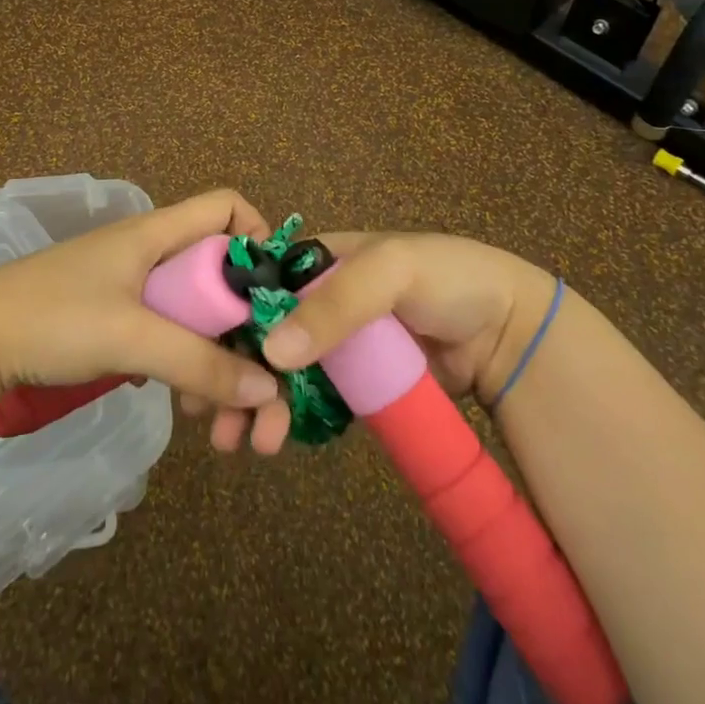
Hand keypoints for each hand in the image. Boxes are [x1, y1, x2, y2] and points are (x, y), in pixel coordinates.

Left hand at [0, 190, 292, 449]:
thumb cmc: (54, 319)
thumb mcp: (132, 338)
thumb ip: (200, 362)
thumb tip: (269, 389)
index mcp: (157, 234)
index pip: (226, 208)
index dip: (258, 238)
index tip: (273, 295)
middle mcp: (152, 254)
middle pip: (220, 279)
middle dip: (247, 334)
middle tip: (263, 393)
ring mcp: (133, 290)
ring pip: (197, 318)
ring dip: (219, 365)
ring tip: (222, 425)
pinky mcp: (115, 321)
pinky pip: (170, 338)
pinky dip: (187, 370)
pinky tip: (187, 410)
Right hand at [190, 232, 557, 453]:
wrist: (508, 331)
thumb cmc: (446, 279)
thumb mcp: (391, 271)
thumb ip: (336, 305)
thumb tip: (274, 352)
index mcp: (317, 261)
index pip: (257, 285)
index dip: (226, 318)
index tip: (196, 353)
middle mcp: (317, 300)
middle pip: (260, 334)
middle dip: (232, 371)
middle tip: (208, 415)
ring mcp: (335, 344)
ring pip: (279, 371)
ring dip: (253, 402)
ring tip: (240, 442)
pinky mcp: (355, 383)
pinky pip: (311, 399)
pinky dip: (287, 417)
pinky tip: (272, 439)